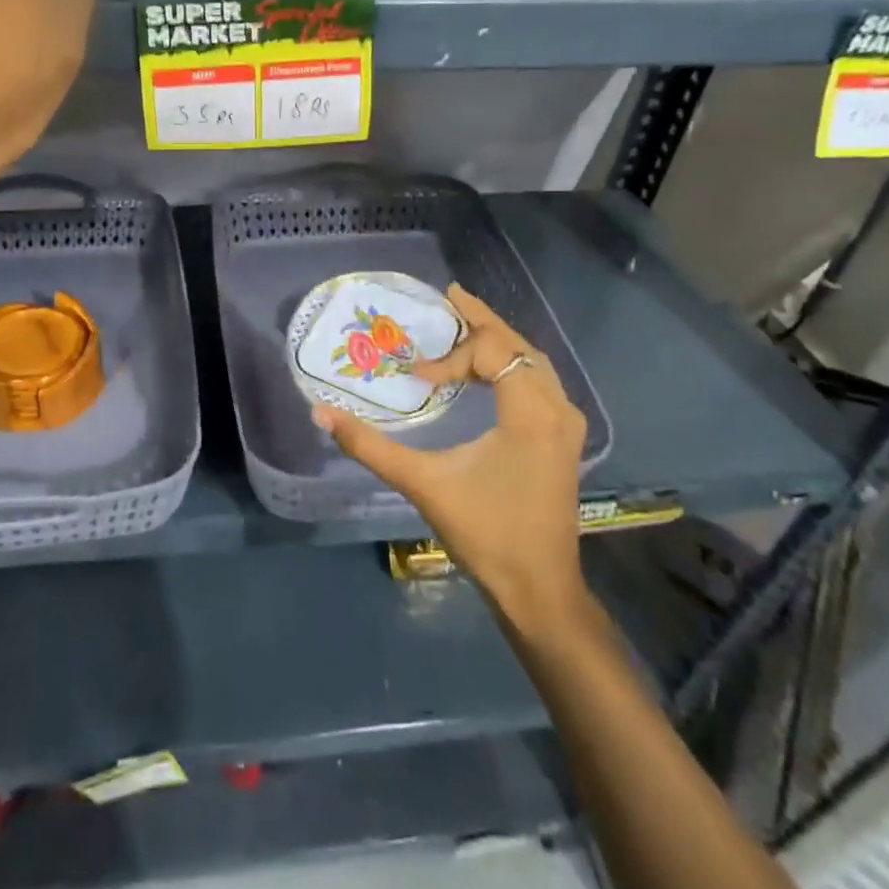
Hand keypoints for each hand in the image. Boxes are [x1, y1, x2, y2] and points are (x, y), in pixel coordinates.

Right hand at [313, 284, 589, 628]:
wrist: (540, 590)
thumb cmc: (485, 533)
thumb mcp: (423, 483)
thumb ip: (370, 445)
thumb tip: (321, 414)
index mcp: (531, 412)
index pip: (490, 353)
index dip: (449, 357)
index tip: (417, 377)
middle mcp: (557, 408)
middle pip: (518, 345)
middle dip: (481, 321)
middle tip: (448, 298)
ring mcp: (567, 424)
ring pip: (533, 361)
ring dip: (498, 341)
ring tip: (464, 324)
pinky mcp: (564, 438)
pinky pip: (538, 380)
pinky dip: (512, 363)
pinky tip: (488, 369)